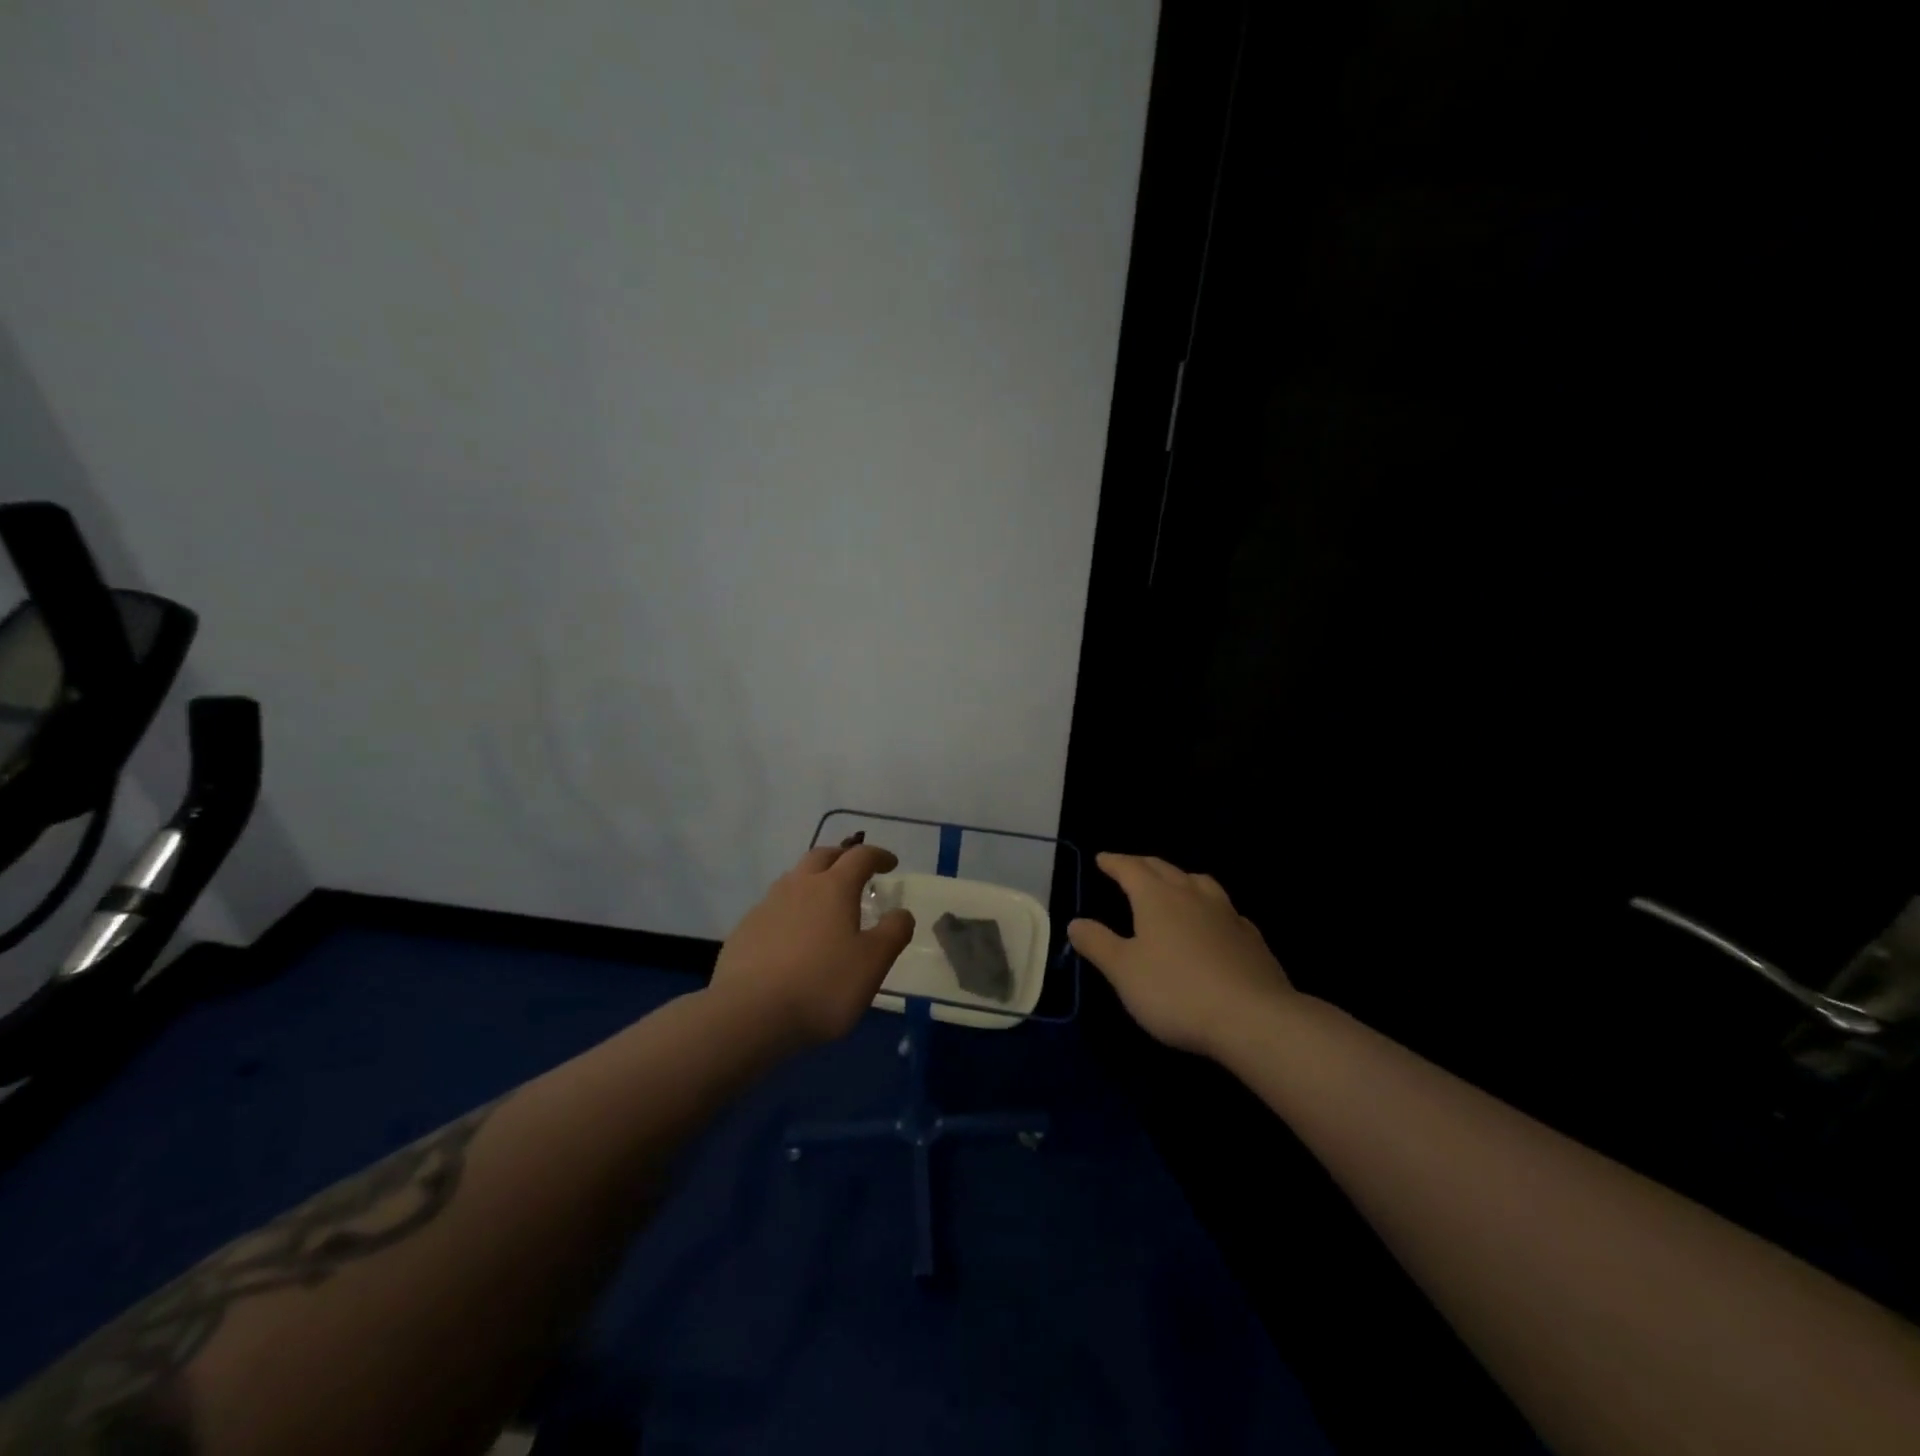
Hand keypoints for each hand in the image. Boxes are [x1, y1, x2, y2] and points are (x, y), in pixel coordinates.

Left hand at [708, 839, 916, 1052]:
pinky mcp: (744, 930)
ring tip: (824, 903)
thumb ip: (893, 933)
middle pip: (822, 856)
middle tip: (856, 873)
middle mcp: (798, 886)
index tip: (891, 864)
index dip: (878, 856)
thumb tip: (902, 913)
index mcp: (833, 888)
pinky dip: (790, 910)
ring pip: (793, 879)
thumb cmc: (821, 986)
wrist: (748, 1015)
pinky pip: (773, 907)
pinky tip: (792, 936)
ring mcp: (766, 906)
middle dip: (842, 858)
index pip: (860, 856)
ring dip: (813, 881)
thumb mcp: (873, 964)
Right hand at [1068, 852, 1296, 1059]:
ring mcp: (1226, 914)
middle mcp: (1192, 895)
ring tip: (1173, 885)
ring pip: (1199, 882)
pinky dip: (1209, 907)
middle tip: (1129, 867)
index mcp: (1157, 898)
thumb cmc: (1176, 991)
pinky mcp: (1250, 937)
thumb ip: (1098, 943)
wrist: (1253, 1018)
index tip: (1101, 858)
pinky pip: (1224, 909)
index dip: (1114, 862)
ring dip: (1180, 878)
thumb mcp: (1123, 971)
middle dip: (1143, 865)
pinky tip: (1212, 922)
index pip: (1130, 869)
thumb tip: (1076, 922)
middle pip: (1164, 869)